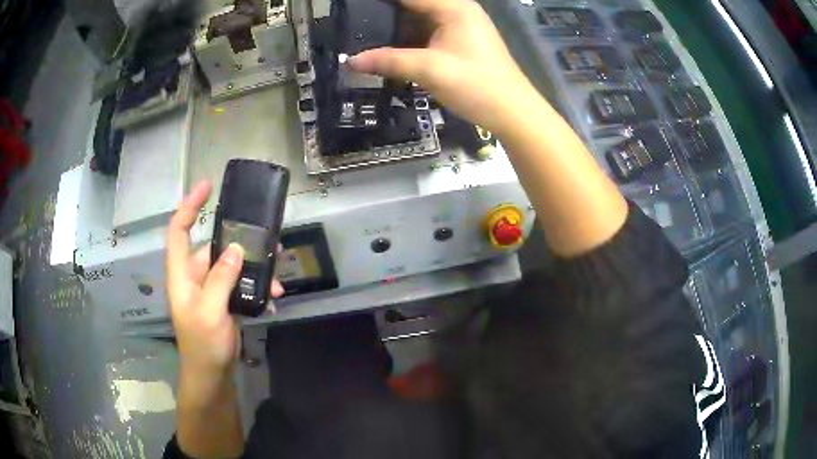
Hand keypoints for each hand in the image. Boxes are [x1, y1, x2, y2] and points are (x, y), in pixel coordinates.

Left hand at [166, 181, 283, 387]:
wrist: (212, 374)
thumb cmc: (203, 344)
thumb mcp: (210, 311)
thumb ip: (220, 279)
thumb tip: (236, 247)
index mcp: (182, 273)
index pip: (179, 230)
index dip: (189, 206)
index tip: (207, 186)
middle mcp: (195, 275)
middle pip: (215, 246)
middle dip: (241, 244)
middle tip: (269, 242)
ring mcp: (211, 288)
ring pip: (232, 265)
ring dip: (255, 270)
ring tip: (278, 278)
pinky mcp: (225, 300)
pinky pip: (241, 284)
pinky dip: (257, 287)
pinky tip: (274, 297)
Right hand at [348, 0, 542, 135]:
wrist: (512, 112)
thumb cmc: (477, 85)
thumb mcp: (430, 70)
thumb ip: (389, 61)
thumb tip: (350, 61)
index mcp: (453, 7)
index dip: (381, 2)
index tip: (355, 7)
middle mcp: (456, 10)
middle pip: (413, 5)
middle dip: (385, 14)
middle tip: (355, 25)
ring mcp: (459, 26)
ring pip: (418, 19)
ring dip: (394, 28)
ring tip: (364, 36)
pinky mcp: (459, 41)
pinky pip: (426, 32)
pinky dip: (407, 39)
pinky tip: (388, 48)